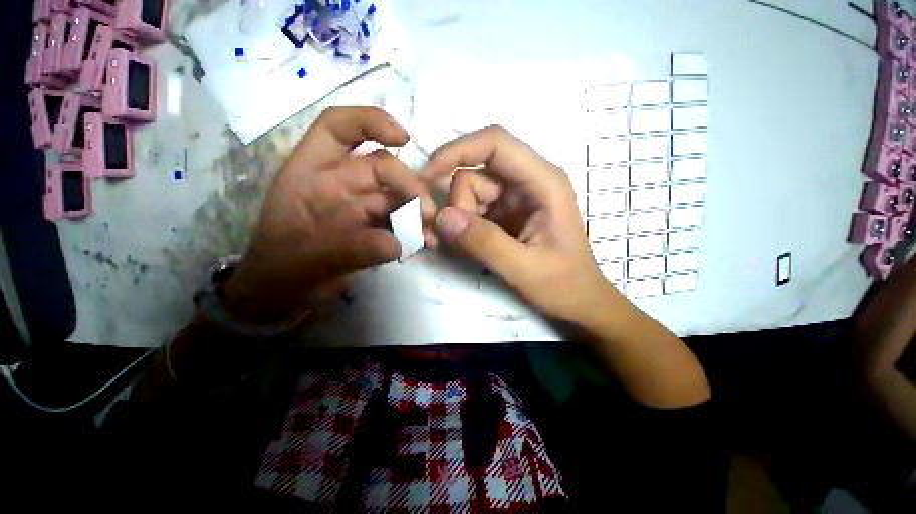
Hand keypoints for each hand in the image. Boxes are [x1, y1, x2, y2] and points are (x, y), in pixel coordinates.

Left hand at [223, 107, 435, 323]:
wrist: (287, 294)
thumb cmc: (283, 269)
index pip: (338, 128)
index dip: (370, 123)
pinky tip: (426, 243)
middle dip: (409, 185)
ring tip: (431, 234)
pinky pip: (401, 221)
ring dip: (418, 212)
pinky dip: (416, 231)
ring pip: (397, 197)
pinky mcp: (375, 226)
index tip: (402, 139)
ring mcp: (360, 206)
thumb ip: (351, 250)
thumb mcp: (309, 259)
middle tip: (427, 213)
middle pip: (382, 167)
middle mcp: (340, 183)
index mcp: (312, 173)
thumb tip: (395, 244)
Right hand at [421, 126, 620, 324]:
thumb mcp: (524, 269)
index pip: (495, 143)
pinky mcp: (504, 213)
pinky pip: (471, 209)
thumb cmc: (563, 285)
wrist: (578, 300)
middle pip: (474, 173)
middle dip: (457, 205)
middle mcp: (527, 182)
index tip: (426, 176)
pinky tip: (464, 248)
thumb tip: (442, 217)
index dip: (457, 151)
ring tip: (461, 250)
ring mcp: (513, 198)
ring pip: (468, 193)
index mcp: (543, 182)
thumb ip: (484, 243)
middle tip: (454, 241)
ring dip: (456, 219)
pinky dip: (461, 227)